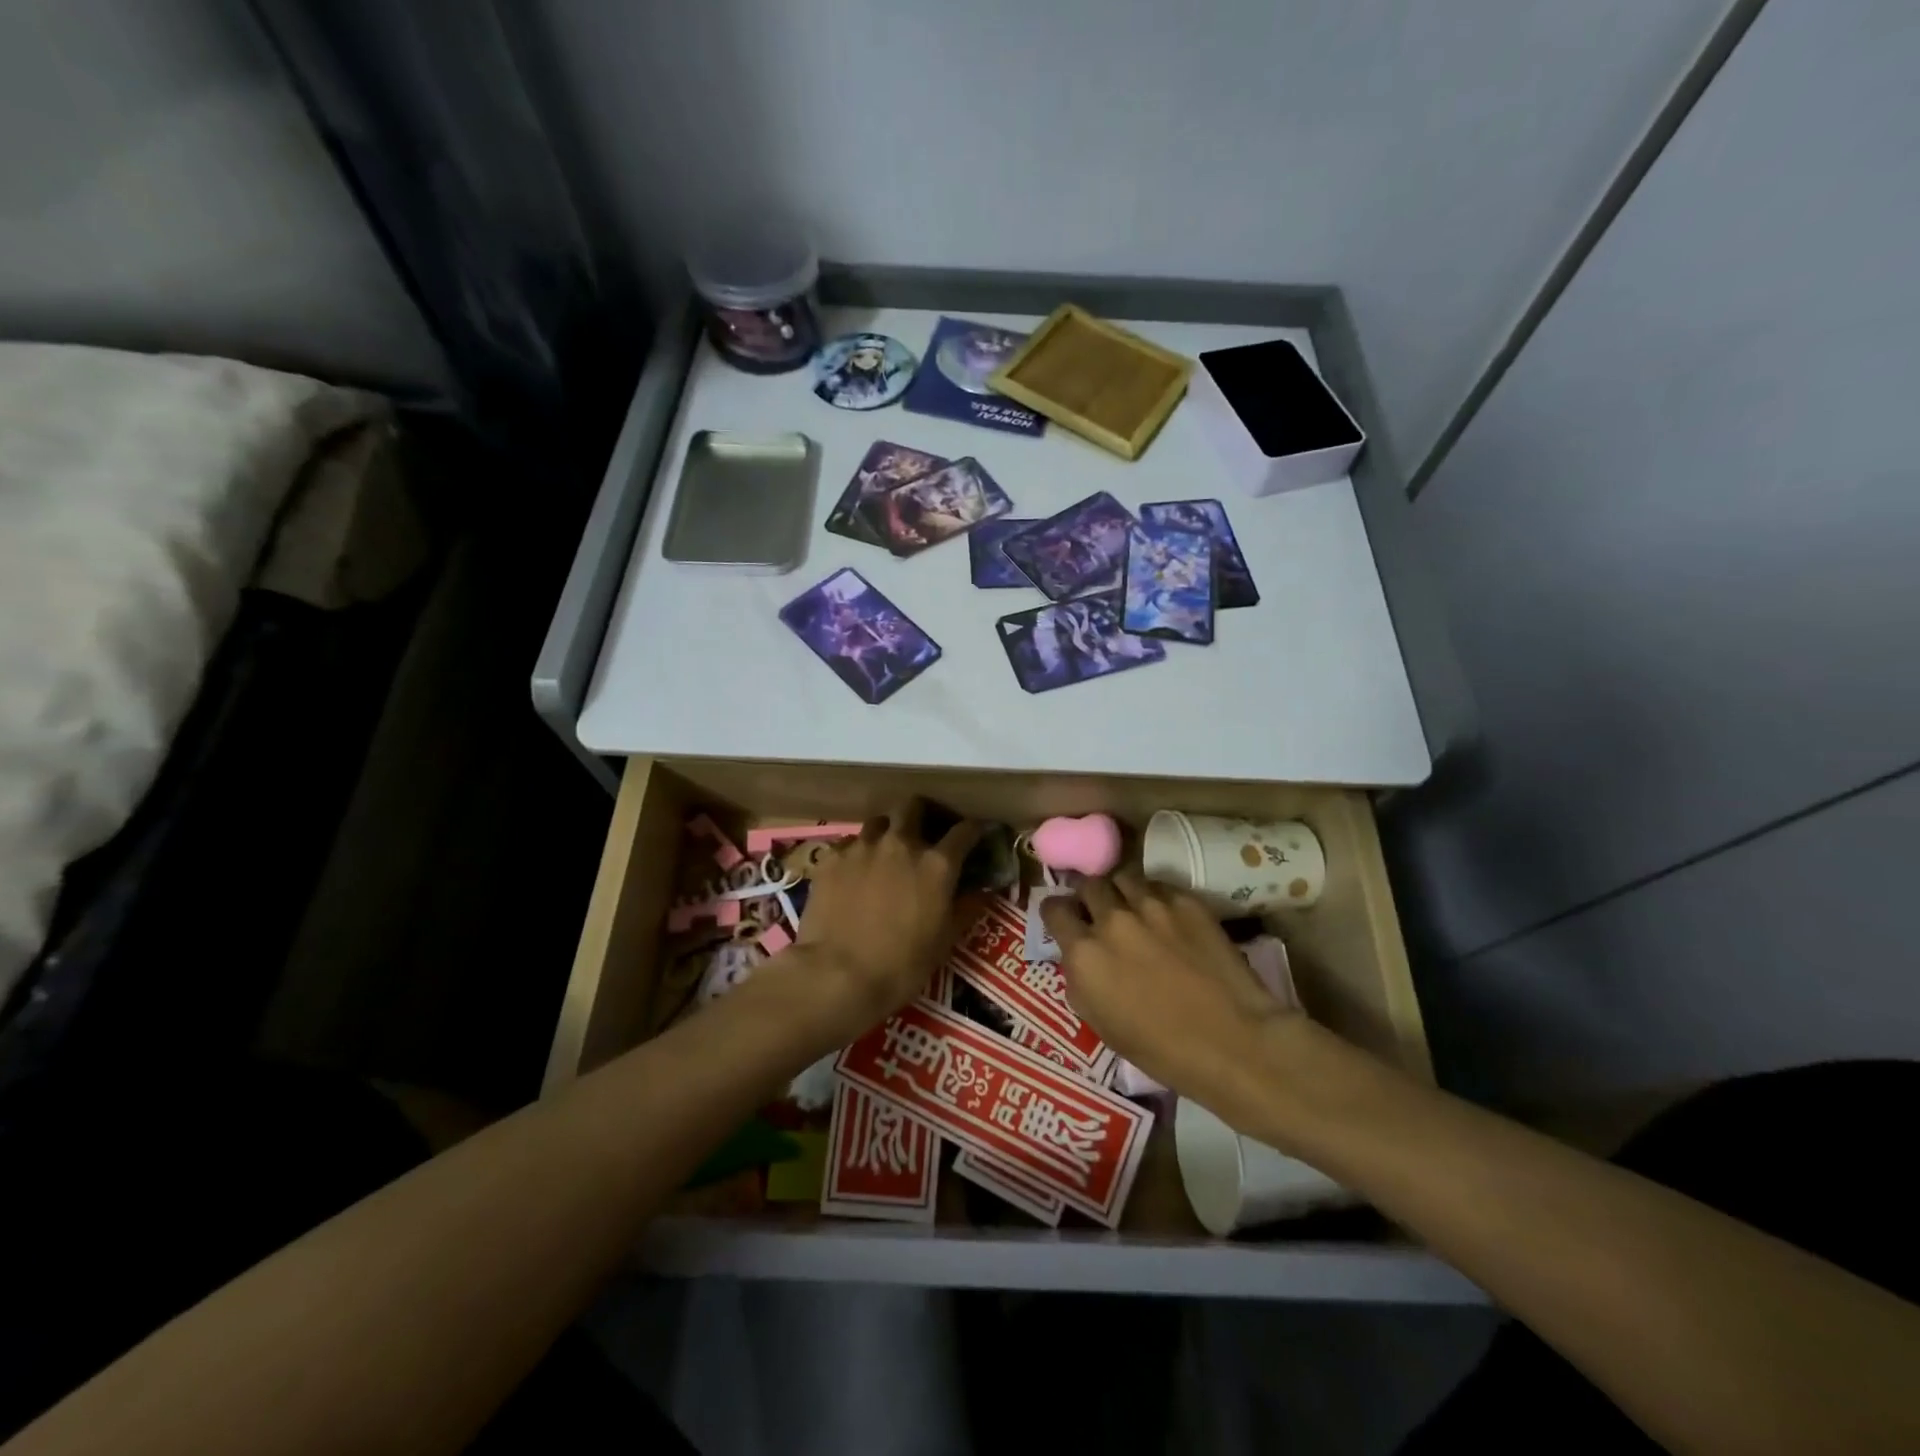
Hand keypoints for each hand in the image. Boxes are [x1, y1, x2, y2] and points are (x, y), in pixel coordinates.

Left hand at [793, 800, 984, 1036]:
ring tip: (886, 852)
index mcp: (936, 864)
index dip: (973, 830)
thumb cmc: (901, 964)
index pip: (964, 831)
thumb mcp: (945, 941)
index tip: (975, 834)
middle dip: (923, 814)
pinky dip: (858, 853)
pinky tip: (855, 872)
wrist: (838, 974)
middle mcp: (901, 843)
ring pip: (879, 822)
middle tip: (924, 832)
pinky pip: (849, 844)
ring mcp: (863, 846)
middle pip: (914, 806)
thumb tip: (983, 891)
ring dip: (888, 831)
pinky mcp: (831, 858)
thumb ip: (966, 908)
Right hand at [1042, 872, 1297, 1106]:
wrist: (1232, 1041)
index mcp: (1085, 952)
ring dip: (1120, 890)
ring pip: (1123, 876)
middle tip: (1099, 911)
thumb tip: (1077, 956)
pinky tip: (1164, 915)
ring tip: (1131, 906)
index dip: (1057, 913)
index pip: (1054, 909)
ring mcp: (1151, 905)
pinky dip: (1154, 896)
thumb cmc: (1160, 1048)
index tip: (1065, 919)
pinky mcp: (1186, 901)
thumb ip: (1080, 979)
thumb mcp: (1100, 1023)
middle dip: (1089, 896)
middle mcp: (1112, 919)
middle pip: (1089, 884)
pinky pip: (1158, 886)